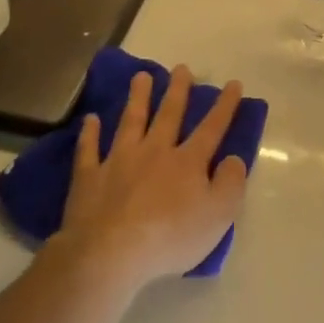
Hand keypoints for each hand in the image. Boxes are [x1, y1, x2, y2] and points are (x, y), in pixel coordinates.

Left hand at [57, 66, 249, 292]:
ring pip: (131, 121)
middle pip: (169, 114)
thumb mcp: (218, 216)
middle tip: (181, 68)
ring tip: (141, 76)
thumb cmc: (170, 238)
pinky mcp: (89, 177)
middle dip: (178, 90)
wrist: (109, 254)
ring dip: (137, 98)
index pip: (212, 127)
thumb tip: (234, 158)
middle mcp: (155, 152)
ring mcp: (119, 161)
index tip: (233, 83)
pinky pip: (89, 150)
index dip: (225, 105)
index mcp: (188, 162)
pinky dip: (89, 134)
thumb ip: (231, 183)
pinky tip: (90, 120)